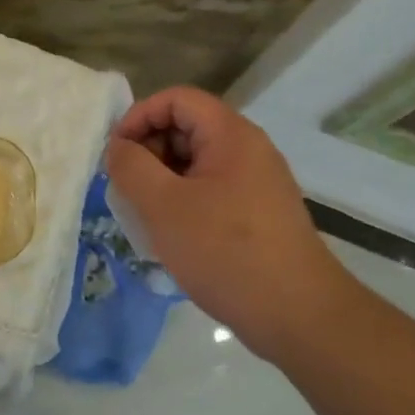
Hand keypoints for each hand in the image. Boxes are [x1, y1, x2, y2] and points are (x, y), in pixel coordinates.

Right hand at [104, 87, 351, 358]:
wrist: (298, 315)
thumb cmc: (226, 252)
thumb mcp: (164, 206)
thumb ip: (132, 167)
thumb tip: (119, 148)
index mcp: (231, 135)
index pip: (177, 99)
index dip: (139, 116)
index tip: (116, 154)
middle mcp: (248, 149)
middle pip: (187, 127)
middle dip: (149, 151)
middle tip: (126, 189)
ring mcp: (256, 182)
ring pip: (196, 162)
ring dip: (162, 180)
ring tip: (143, 215)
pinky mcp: (258, 213)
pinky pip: (210, 189)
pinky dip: (183, 201)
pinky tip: (170, 235)